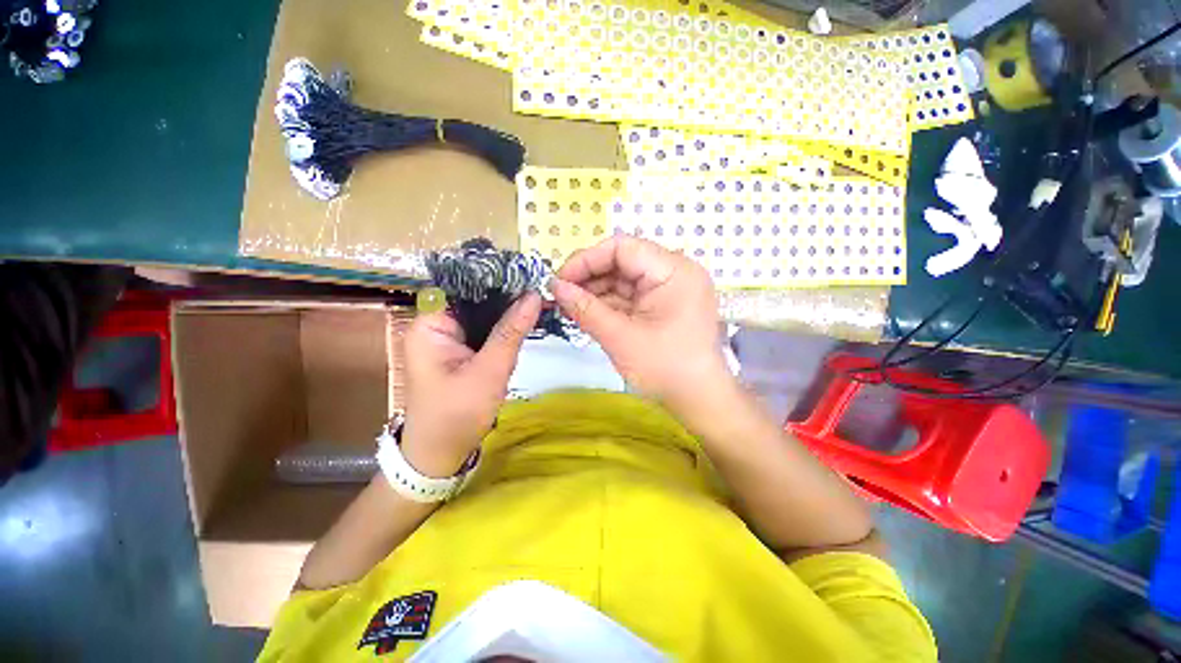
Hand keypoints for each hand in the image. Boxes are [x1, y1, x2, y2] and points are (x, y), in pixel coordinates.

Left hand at [400, 293, 540, 476]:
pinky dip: (504, 325)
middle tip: (539, 285)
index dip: (495, 277)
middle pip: (474, 298)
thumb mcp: (489, 371)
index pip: (463, 286)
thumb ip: (511, 331)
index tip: (527, 273)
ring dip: (508, 309)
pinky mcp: (461, 350)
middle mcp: (436, 325)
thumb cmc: (458, 414)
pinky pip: (484, 329)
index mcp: (430, 325)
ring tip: (538, 296)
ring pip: (482, 313)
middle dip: (506, 293)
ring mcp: (448, 338)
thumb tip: (533, 295)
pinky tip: (526, 317)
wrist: (441, 454)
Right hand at [550, 236, 730, 411]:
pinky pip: (631, 296)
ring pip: (624, 279)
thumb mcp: (621, 338)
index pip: (622, 248)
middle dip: (589, 277)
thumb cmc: (665, 369)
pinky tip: (587, 312)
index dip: (586, 260)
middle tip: (561, 295)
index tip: (560, 279)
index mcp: (673, 271)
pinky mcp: (663, 304)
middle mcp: (674, 272)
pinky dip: (608, 303)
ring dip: (596, 292)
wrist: (698, 401)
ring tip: (569, 306)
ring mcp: (670, 289)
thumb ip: (585, 309)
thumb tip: (554, 287)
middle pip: (623, 261)